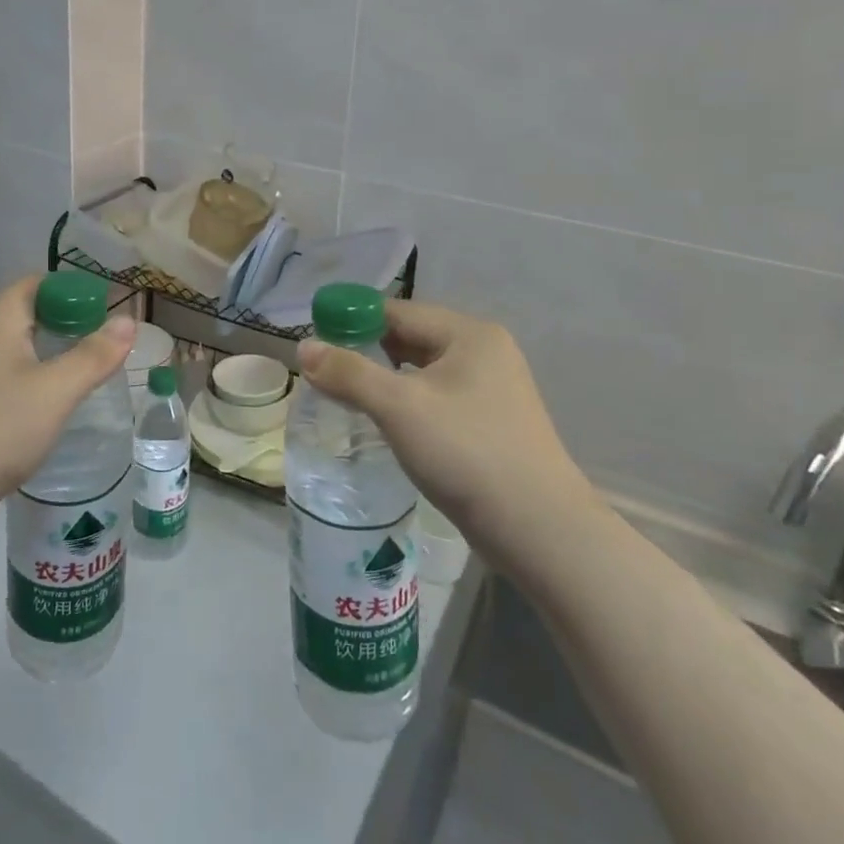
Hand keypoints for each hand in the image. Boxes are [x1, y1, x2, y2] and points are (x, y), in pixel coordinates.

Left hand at [0, 277, 135, 534]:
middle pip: (25, 309)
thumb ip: (95, 354)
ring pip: (9, 340)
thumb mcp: (57, 392)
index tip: (106, 322)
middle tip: (96, 352)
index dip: (77, 295)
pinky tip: (32, 403)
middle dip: (63, 324)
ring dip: (41, 350)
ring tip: (71, 378)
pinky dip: (19, 371)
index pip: (42, 283)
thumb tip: (128, 320)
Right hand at [295, 300, 597, 559]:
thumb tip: (303, 347)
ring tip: (347, 396)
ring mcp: (493, 388)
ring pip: (423, 370)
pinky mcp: (492, 422)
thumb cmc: (467, 453)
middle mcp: (485, 352)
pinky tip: (386, 422)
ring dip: (385, 379)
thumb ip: (348, 373)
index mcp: (469, 334)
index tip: (316, 341)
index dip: (353, 321)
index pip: (397, 311)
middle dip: (367, 351)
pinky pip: (437, 397)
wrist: (540, 531)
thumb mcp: (398, 407)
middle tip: (326, 372)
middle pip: (411, 337)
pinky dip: (407, 402)